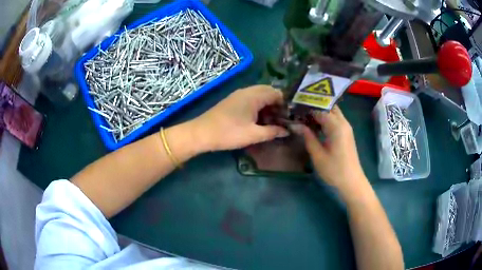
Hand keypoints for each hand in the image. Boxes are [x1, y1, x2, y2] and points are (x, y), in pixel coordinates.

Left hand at [190, 85, 288, 151]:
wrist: (201, 133)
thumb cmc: (228, 133)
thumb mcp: (253, 134)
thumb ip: (272, 132)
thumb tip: (287, 131)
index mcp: (254, 95)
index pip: (276, 93)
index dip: (285, 104)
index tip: (289, 117)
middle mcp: (247, 91)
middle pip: (268, 91)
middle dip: (277, 104)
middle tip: (281, 119)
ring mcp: (238, 95)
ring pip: (259, 95)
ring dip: (268, 105)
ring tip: (272, 121)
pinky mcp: (233, 101)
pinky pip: (251, 98)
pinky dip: (258, 106)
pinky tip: (259, 119)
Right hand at [297, 106, 366, 194]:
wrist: (351, 181)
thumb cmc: (334, 170)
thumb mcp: (318, 155)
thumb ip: (308, 137)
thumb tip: (297, 125)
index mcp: (336, 126)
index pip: (320, 109)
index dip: (307, 107)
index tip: (294, 108)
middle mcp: (343, 123)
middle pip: (329, 107)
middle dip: (315, 106)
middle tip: (300, 110)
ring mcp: (346, 128)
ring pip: (332, 112)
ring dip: (320, 112)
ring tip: (305, 116)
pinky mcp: (346, 133)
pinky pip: (335, 120)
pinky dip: (325, 119)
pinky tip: (315, 125)